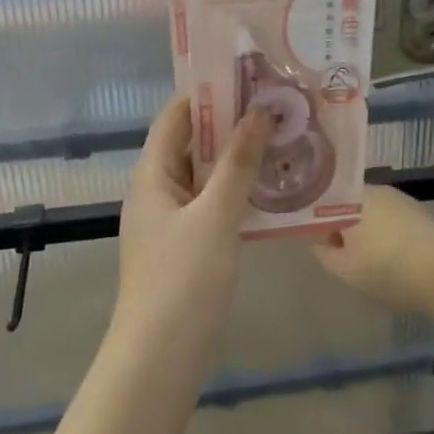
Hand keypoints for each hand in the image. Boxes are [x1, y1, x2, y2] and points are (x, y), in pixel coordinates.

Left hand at [115, 95, 270, 333]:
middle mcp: (157, 190)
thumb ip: (237, 163)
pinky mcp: (187, 246)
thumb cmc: (184, 278)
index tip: (249, 77)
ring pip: (205, 176)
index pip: (176, 117)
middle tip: (276, 107)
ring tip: (281, 139)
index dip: (208, 94)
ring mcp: (171, 220)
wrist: (162, 356)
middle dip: (230, 125)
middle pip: (191, 144)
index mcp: (152, 174)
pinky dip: (237, 192)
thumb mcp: (215, 214)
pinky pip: (212, 205)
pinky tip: (271, 189)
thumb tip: (259, 113)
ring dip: (237, 158)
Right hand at [311, 185, 433, 313]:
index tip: (322, 243)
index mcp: (352, 199)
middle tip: (346, 255)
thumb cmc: (387, 270)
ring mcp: (401, 199)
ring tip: (371, 259)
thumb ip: (324, 253)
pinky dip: (389, 233)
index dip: (319, 222)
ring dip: (368, 230)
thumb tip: (319, 242)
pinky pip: (394, 219)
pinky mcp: (421, 212)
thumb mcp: (345, 270)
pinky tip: (395, 257)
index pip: (325, 202)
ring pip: (373, 212)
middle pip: (350, 205)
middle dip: (345, 226)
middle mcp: (376, 190)